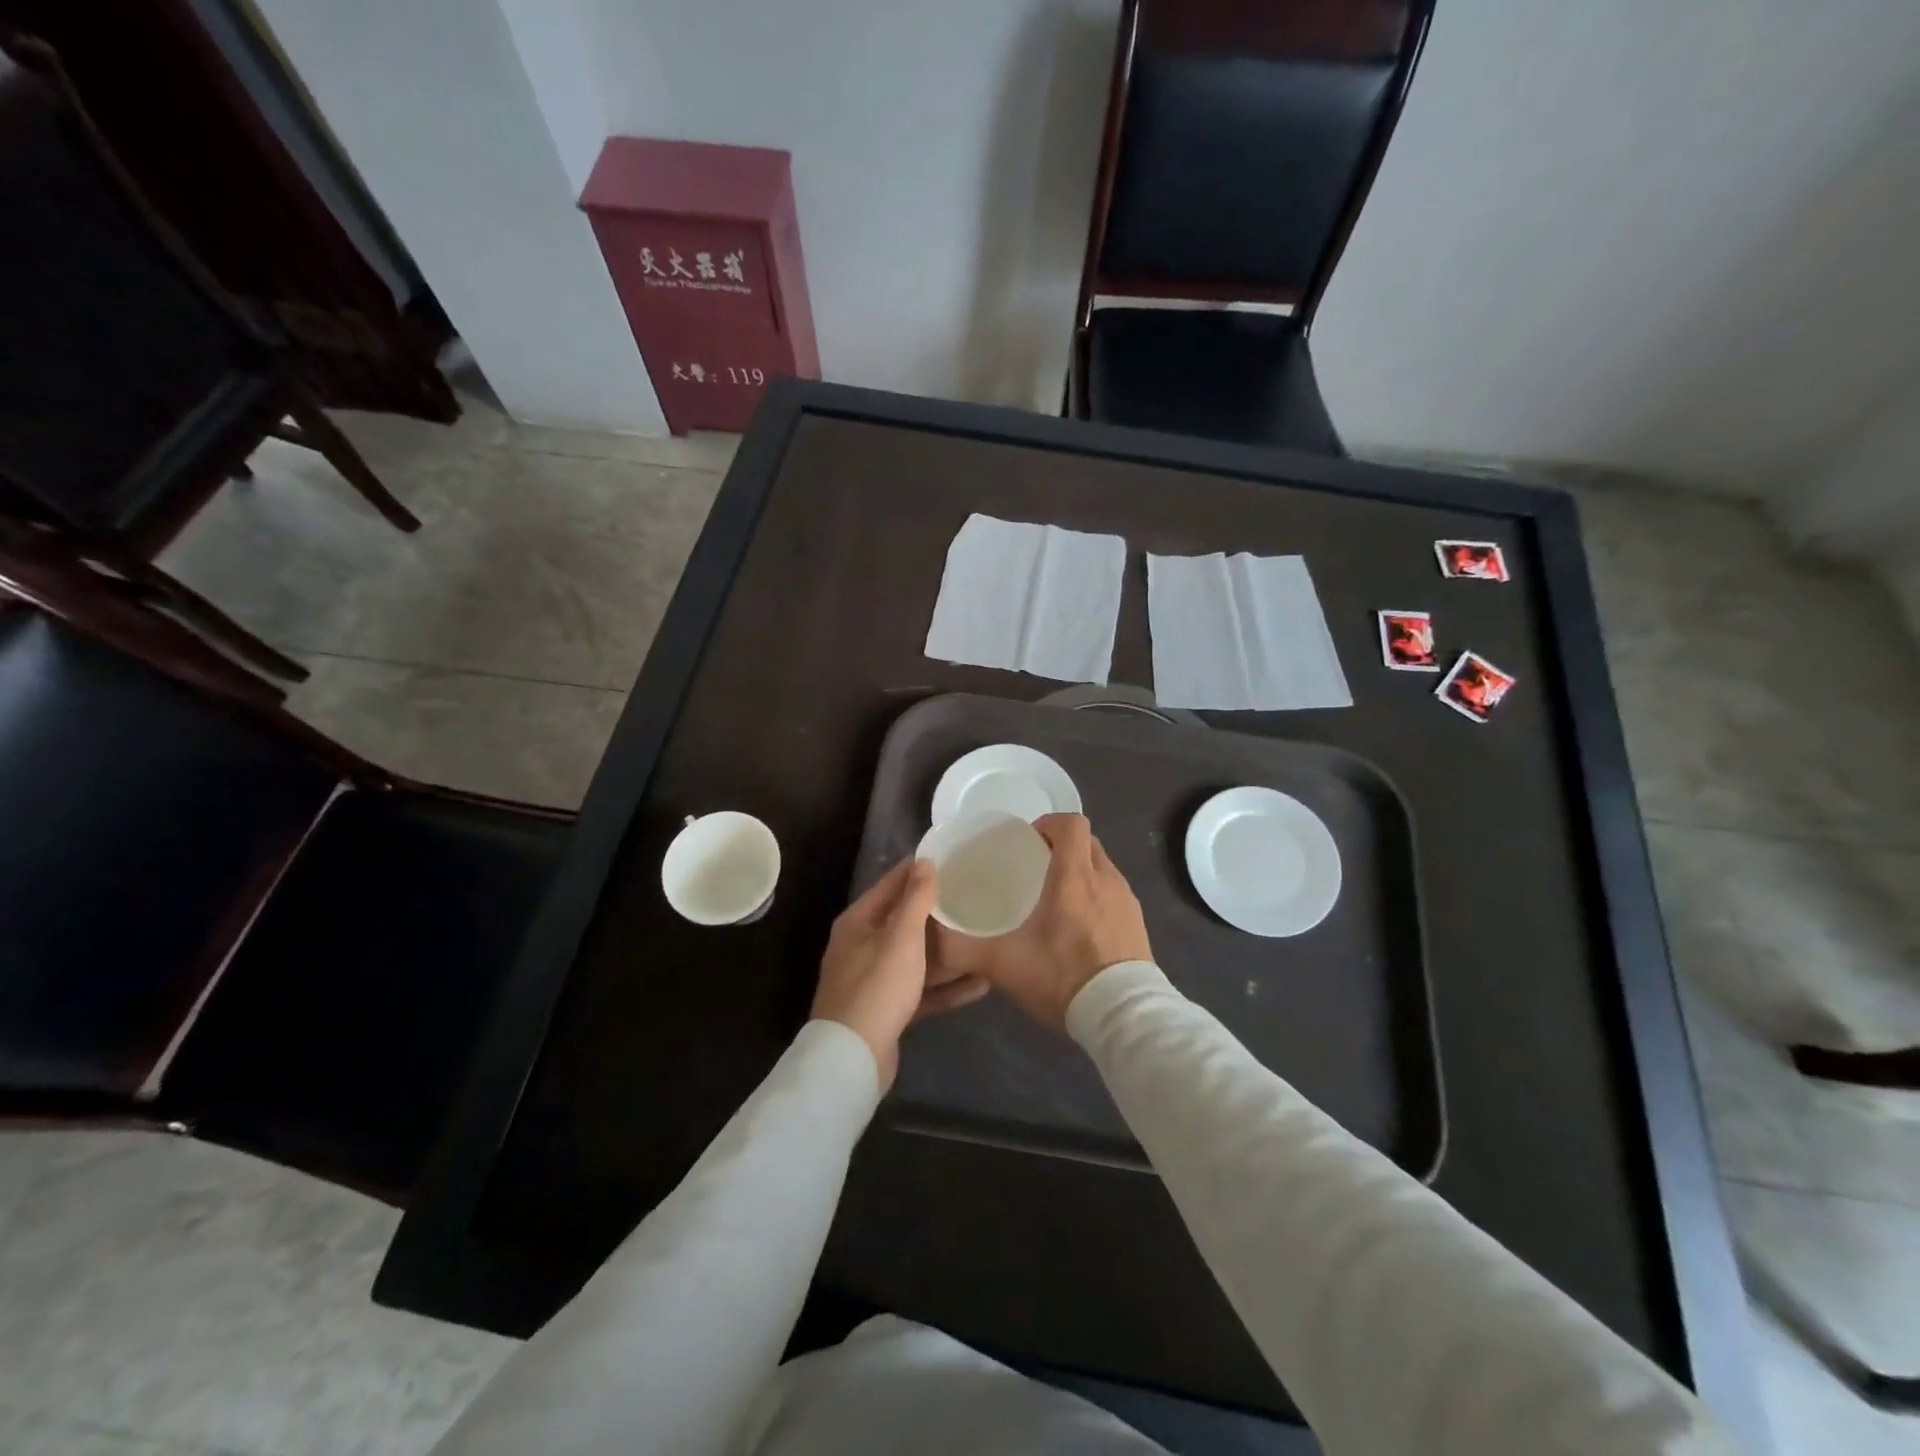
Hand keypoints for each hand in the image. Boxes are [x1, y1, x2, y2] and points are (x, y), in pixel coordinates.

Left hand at [813, 857, 988, 1087]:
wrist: (853, 1058)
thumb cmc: (877, 986)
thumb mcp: (901, 937)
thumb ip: (916, 899)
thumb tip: (924, 861)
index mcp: (858, 922)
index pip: (890, 885)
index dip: (917, 870)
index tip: (950, 858)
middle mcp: (862, 946)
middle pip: (904, 921)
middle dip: (937, 912)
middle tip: (973, 897)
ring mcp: (874, 980)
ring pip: (916, 958)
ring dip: (947, 952)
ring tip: (981, 939)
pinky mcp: (888, 1009)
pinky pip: (921, 990)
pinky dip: (946, 987)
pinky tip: (980, 984)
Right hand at [934, 813, 1152, 1029]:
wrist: (1123, 1016)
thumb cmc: (1063, 978)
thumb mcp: (1003, 965)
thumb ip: (963, 949)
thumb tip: (933, 938)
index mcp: (1074, 877)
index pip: (1070, 823)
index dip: (1048, 824)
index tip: (1027, 842)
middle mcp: (1105, 879)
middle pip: (1086, 841)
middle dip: (1062, 845)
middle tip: (1035, 868)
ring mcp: (1126, 900)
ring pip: (1102, 867)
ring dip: (1080, 871)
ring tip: (1056, 899)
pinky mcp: (1138, 922)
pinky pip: (1114, 893)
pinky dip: (1097, 896)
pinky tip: (1079, 927)